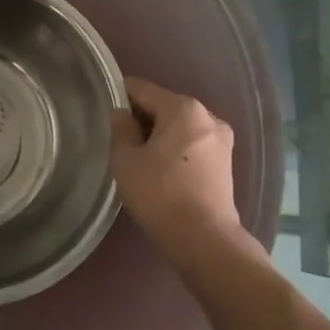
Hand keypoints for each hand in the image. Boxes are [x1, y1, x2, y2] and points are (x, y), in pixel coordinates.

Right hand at [109, 77, 244, 263]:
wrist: (205, 239)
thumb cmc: (160, 194)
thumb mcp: (126, 160)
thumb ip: (120, 129)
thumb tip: (121, 114)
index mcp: (183, 108)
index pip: (142, 89)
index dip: (120, 97)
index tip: (104, 111)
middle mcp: (208, 116)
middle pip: (164, 106)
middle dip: (142, 118)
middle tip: (119, 140)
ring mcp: (222, 140)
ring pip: (180, 127)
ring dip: (159, 135)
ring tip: (139, 158)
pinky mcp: (226, 163)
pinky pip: (193, 144)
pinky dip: (176, 150)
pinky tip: (162, 170)